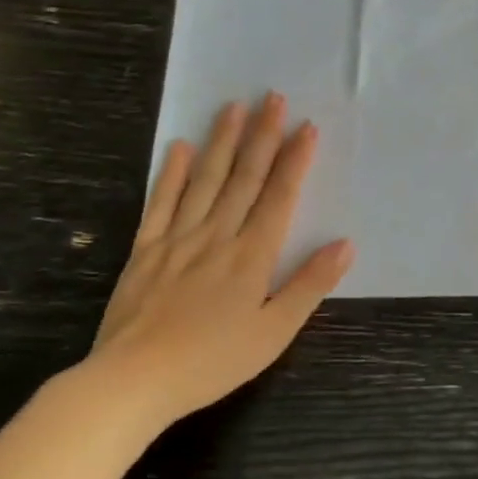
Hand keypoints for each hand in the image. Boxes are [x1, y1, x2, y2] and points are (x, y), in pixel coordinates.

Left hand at [84, 94, 353, 425]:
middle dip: (262, 136)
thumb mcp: (274, 332)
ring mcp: (178, 239)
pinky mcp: (146, 250)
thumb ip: (310, 285)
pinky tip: (180, 147)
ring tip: (233, 107)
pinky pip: (161, 203)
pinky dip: (171, 173)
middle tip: (272, 97)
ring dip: (221, 142)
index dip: (294, 160)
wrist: (133, 381)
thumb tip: (345, 244)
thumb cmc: (212, 361)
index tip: (306, 127)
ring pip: (205, 180)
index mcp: (252, 255)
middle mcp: (217, 236)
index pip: (279, 196)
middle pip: (244, 178)